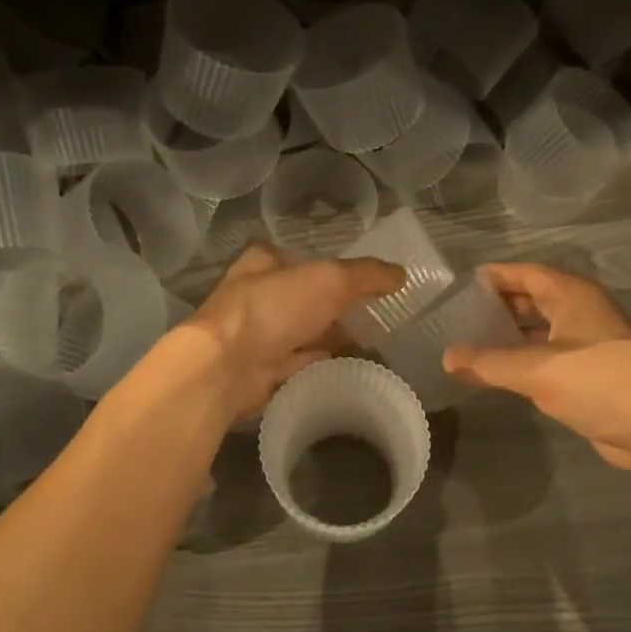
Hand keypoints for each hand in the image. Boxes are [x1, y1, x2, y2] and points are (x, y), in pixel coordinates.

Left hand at [184, 244, 404, 420]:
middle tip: (379, 319)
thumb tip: (403, 274)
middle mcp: (259, 296)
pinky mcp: (262, 371)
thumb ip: (368, 275)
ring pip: (305, 334)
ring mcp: (258, 336)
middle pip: (308, 300)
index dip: (337, 270)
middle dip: (339, 309)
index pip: (306, 261)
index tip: (369, 285)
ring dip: (333, 340)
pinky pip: (301, 365)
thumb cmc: (275, 309)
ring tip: (375, 347)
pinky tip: (351, 371)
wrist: (227, 368)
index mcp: (266, 263)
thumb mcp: (330, 280)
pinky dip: (324, 366)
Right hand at [443, 263, 630, 471]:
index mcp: (572, 295)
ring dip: (510, 335)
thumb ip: (488, 363)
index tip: (460, 286)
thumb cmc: (597, 382)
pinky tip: (501, 373)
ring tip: (472, 344)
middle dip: (499, 306)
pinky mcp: (591, 372)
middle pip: (533, 298)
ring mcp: (589, 342)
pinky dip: (524, 359)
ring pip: (541, 329)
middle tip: (459, 317)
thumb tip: (447, 357)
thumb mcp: (535, 370)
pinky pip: (549, 356)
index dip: (494, 277)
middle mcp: (581, 311)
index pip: (525, 273)